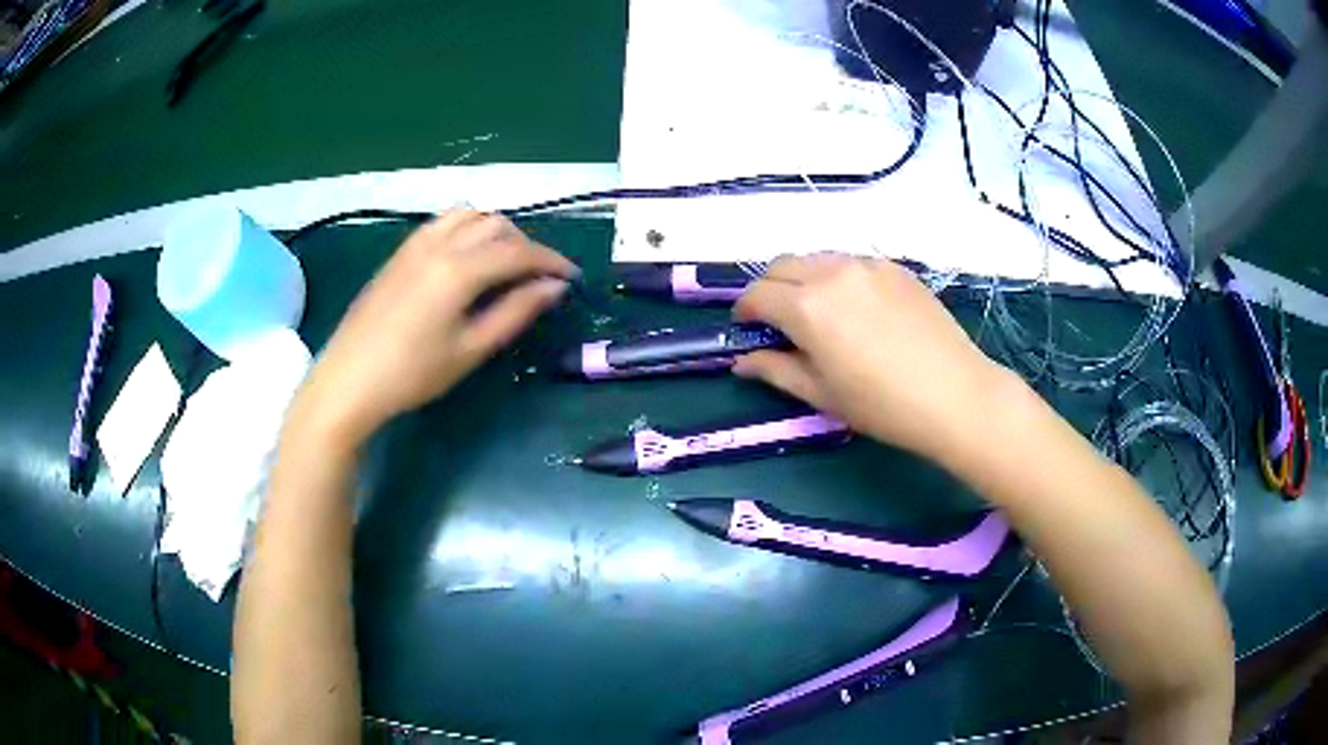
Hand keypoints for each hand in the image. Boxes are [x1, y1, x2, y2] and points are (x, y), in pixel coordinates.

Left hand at [290, 209, 577, 449]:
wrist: (349, 380)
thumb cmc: (412, 374)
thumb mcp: (470, 349)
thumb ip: (515, 313)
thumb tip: (554, 288)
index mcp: (458, 269)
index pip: (518, 251)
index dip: (550, 261)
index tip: (571, 278)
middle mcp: (439, 244)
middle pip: (496, 225)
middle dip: (525, 245)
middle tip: (538, 278)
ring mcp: (415, 244)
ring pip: (469, 216)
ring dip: (496, 231)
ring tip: (505, 263)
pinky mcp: (400, 252)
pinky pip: (443, 223)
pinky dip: (467, 229)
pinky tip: (468, 256)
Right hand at [733, 253, 1012, 464]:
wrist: (954, 394)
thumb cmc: (882, 405)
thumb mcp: (821, 394)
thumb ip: (775, 370)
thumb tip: (742, 361)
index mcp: (807, 306)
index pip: (757, 294)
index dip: (745, 311)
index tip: (747, 328)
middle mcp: (832, 272)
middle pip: (781, 265)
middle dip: (769, 289)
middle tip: (777, 320)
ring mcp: (867, 265)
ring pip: (817, 259)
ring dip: (803, 279)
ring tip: (818, 313)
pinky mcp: (894, 267)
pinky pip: (851, 263)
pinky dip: (837, 278)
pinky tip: (856, 309)